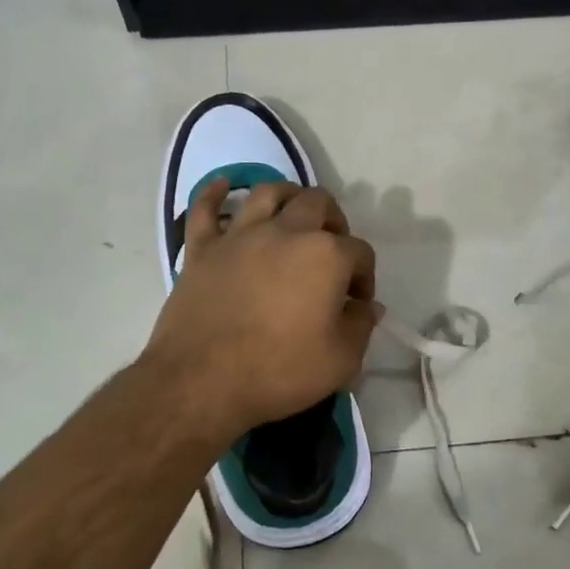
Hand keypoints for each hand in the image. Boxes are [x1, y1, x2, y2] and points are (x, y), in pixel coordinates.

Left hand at [142, 179, 378, 443]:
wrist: (202, 382)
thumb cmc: (279, 371)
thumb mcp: (341, 360)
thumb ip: (361, 325)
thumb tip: (367, 306)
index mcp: (325, 255)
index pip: (360, 252)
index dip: (365, 277)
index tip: (357, 303)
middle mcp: (285, 232)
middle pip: (318, 203)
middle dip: (334, 220)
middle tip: (333, 248)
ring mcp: (240, 236)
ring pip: (267, 192)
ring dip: (287, 195)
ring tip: (293, 212)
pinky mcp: (202, 248)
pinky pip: (205, 208)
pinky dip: (215, 193)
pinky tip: (223, 186)